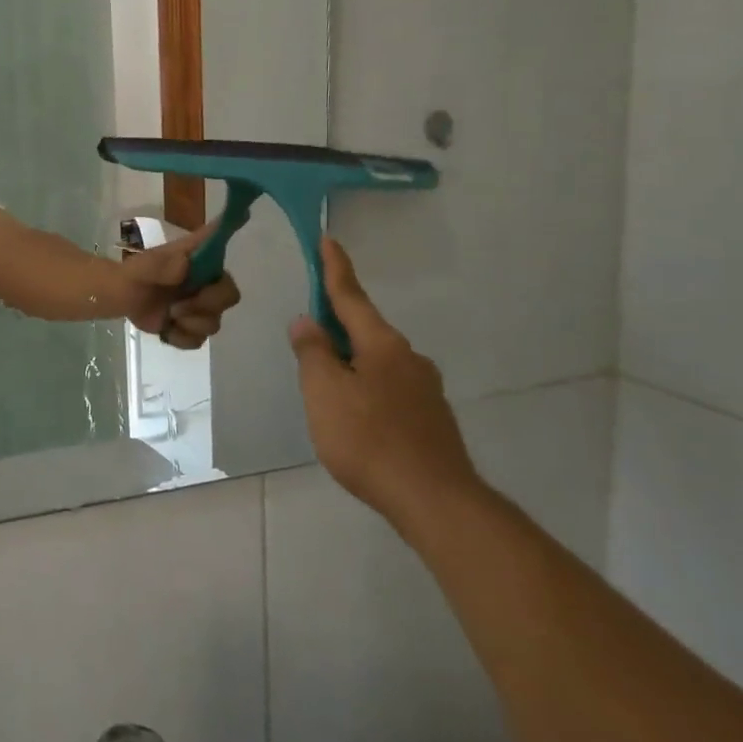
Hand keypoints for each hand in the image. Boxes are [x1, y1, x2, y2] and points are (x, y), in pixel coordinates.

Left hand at [119, 226, 240, 349]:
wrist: (122, 299)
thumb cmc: (136, 274)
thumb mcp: (142, 267)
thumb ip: (161, 264)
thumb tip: (185, 264)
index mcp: (197, 258)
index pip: (218, 241)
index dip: (233, 227)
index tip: (245, 212)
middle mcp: (206, 280)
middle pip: (229, 295)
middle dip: (207, 305)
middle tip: (179, 307)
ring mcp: (201, 305)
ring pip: (214, 322)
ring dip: (190, 323)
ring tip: (169, 316)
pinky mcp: (192, 327)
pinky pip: (199, 340)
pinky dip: (181, 338)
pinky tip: (166, 330)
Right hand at [288, 237, 482, 528]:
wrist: (436, 501)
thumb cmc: (369, 439)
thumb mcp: (323, 392)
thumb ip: (312, 353)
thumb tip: (307, 322)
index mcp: (381, 345)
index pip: (351, 297)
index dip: (335, 269)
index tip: (328, 240)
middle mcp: (408, 359)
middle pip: (364, 331)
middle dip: (337, 327)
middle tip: (309, 336)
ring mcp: (424, 390)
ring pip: (376, 363)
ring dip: (350, 362)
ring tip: (326, 390)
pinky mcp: (430, 419)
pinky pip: (388, 389)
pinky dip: (365, 390)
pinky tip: (355, 419)